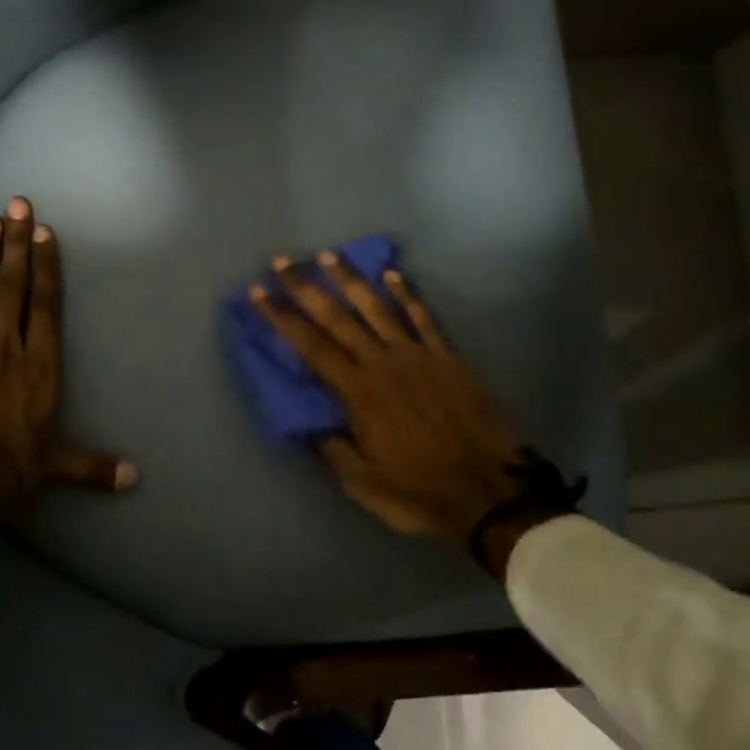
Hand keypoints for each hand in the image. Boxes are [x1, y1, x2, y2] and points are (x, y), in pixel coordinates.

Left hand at [0, 198, 136, 524]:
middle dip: (17, 244)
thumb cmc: (8, 472)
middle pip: (12, 287)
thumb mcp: (54, 469)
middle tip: (17, 204)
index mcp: (38, 367)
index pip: (44, 305)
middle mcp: (5, 348)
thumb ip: (93, 467)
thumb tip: (135, 478)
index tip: (44, 233)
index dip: (46, 267)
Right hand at [249, 252, 576, 574]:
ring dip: (350, 279)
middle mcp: (383, 363)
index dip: (281, 318)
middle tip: (281, 262)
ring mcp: (418, 355)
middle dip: (305, 287)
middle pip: (337, 317)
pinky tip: (393, 274)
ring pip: (378, 307)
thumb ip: (332, 447)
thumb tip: (308, 419)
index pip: (309, 346)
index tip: (258, 293)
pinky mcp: (447, 356)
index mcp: (358, 393)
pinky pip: (423, 317)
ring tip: (328, 255)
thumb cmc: (420, 492)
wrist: (491, 493)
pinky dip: (407, 294)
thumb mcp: (362, 483)